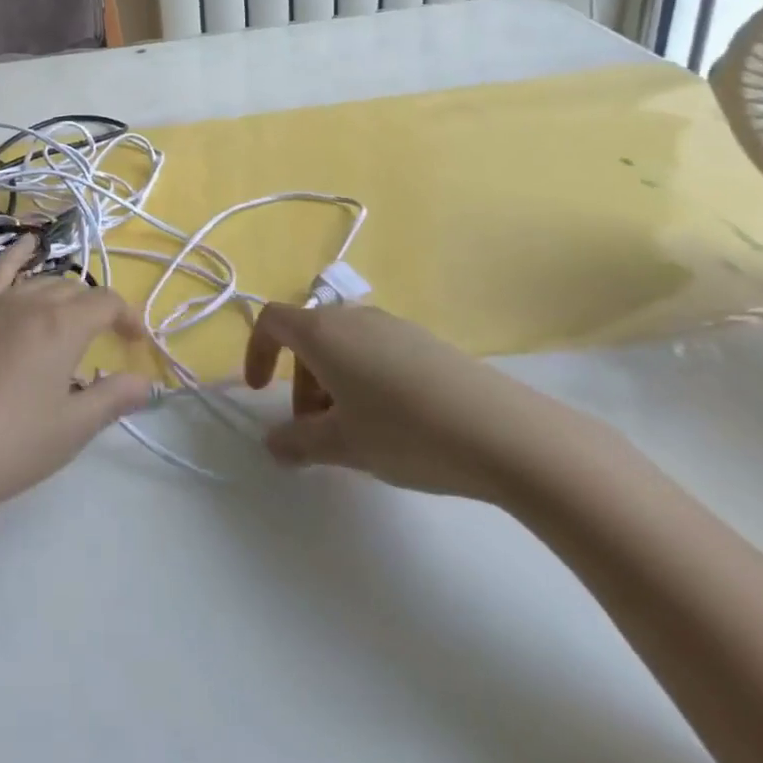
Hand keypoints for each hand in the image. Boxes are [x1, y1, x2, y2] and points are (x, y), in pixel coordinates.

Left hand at [0, 236, 150, 537]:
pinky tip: (25, 243)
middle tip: (105, 344)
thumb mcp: (69, 430)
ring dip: (64, 295)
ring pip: (40, 283)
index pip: (106, 303)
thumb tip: (146, 383)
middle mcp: (30, 302)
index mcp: (62, 325)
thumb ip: (111, 399)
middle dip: (96, 311)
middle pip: (74, 291)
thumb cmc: (7, 446)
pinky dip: (16, 255)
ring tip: (73, 317)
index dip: (128, 319)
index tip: (137, 345)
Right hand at [243, 302, 606, 503]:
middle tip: (314, 430)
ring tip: (355, 433)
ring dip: (333, 383)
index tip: (259, 392)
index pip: (272, 321)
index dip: (257, 351)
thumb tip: (273, 444)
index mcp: (324, 333)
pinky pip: (377, 352)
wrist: (505, 432)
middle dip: (299, 382)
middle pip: (309, 337)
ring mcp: (394, 327)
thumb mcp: (344, 445)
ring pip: (344, 347)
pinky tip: (395, 424)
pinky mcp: (426, 343)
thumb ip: (299, 443)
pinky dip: (365, 380)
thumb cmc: (406, 433)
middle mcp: (355, 317)